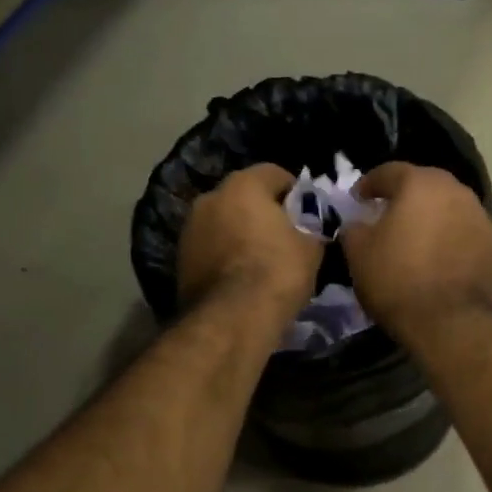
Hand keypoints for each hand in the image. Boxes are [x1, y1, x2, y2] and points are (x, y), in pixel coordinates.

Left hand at [177, 164, 322, 322]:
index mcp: (243, 185)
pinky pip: (210, 248)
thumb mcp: (311, 249)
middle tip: (285, 236)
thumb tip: (310, 231)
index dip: (295, 192)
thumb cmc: (276, 272)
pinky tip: (240, 277)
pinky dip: (224, 256)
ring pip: (223, 222)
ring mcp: (189, 229)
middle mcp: (210, 197)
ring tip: (260, 259)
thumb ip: (311, 229)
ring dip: (240, 233)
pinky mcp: (179, 259)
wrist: (231, 319)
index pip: (274, 173)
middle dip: (263, 212)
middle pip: (244, 197)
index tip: (308, 213)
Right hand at [339, 162, 491, 343]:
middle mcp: (453, 190)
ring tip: (411, 234)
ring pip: (445, 205)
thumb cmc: (398, 279)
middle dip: (402, 195)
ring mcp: (477, 215)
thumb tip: (359, 224)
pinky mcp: (490, 242)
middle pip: (422, 184)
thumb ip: (354, 228)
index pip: (389, 172)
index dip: (369, 184)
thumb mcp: (358, 253)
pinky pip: (459, 228)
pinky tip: (432, 253)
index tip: (358, 199)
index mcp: (419, 183)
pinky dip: (444, 234)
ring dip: (427, 214)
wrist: (451, 321)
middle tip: (384, 212)